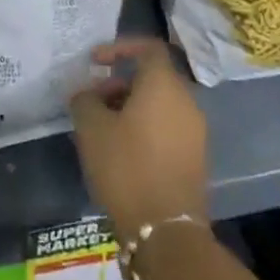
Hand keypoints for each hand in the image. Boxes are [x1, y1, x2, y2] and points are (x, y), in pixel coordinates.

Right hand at [69, 38, 208, 238]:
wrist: (166, 232)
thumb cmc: (127, 167)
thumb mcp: (92, 129)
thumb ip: (84, 100)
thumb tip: (86, 94)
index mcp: (164, 84)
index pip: (148, 47)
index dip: (119, 47)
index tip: (95, 62)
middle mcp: (186, 100)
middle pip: (152, 77)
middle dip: (119, 83)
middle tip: (93, 102)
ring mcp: (194, 131)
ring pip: (159, 104)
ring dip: (130, 107)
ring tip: (102, 129)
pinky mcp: (195, 158)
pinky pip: (167, 127)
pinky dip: (144, 128)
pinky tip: (121, 151)